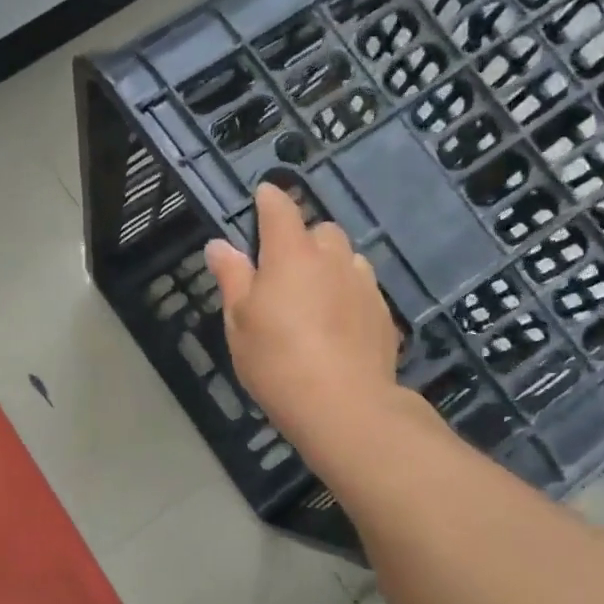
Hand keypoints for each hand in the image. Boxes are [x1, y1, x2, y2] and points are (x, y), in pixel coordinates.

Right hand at [204, 183, 401, 455]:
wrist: (344, 404)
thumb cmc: (277, 360)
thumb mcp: (239, 321)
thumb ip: (232, 278)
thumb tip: (220, 245)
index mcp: (291, 253)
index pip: (280, 208)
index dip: (269, 199)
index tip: (262, 198)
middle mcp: (332, 258)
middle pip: (320, 231)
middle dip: (303, 240)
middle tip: (284, 270)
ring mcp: (363, 283)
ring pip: (346, 259)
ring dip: (330, 266)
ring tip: (315, 299)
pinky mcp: (383, 312)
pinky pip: (362, 288)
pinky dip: (348, 295)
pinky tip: (338, 325)